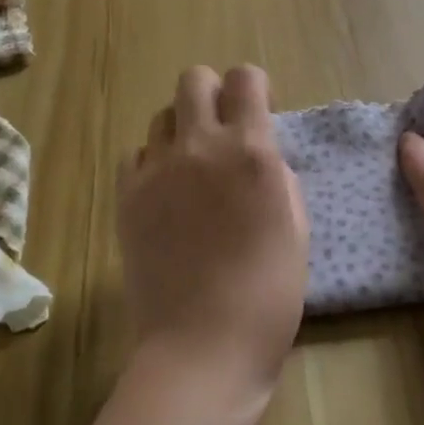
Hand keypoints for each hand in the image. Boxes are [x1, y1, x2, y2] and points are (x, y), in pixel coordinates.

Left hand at [117, 65, 309, 402]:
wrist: (203, 346)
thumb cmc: (269, 293)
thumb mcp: (296, 225)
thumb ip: (277, 175)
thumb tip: (258, 155)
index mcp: (251, 151)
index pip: (246, 78)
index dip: (254, 88)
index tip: (260, 111)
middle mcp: (201, 146)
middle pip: (194, 80)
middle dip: (213, 93)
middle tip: (223, 129)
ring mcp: (157, 170)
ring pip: (163, 116)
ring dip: (183, 130)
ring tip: (193, 167)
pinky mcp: (127, 197)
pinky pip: (137, 155)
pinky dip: (153, 163)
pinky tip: (166, 195)